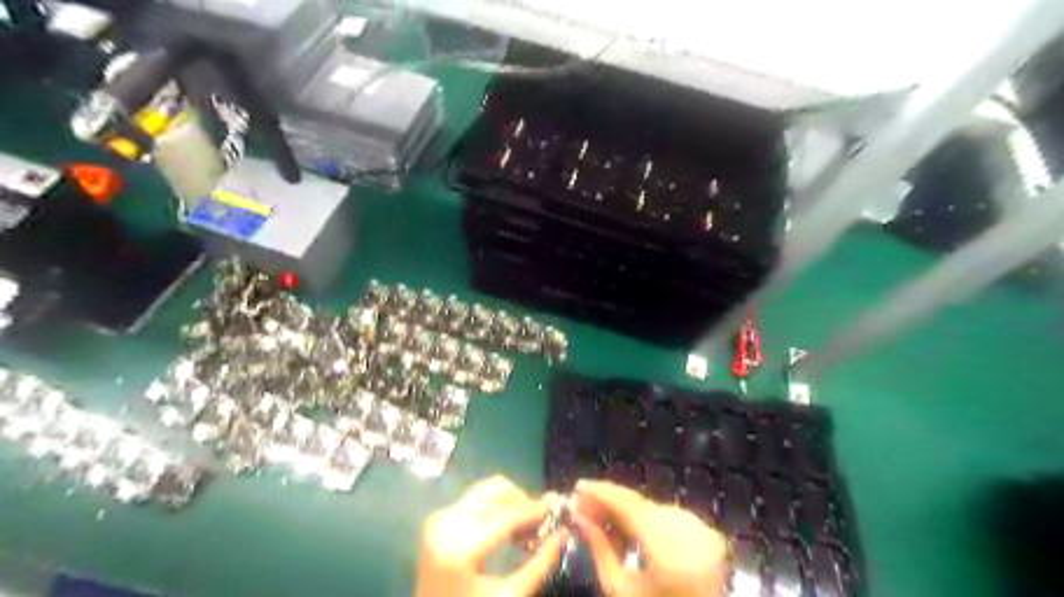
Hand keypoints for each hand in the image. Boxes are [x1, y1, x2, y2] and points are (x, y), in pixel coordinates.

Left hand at [412, 476, 568, 596]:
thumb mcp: (510, 595)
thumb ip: (539, 563)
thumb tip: (564, 533)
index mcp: (460, 547)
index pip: (506, 515)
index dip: (535, 509)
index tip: (556, 505)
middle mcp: (446, 523)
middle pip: (495, 490)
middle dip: (521, 501)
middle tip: (540, 520)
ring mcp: (439, 518)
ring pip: (486, 489)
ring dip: (509, 500)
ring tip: (523, 524)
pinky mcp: (437, 517)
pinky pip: (474, 498)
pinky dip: (494, 505)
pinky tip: (505, 525)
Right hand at [573, 481, 731, 595]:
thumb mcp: (620, 589)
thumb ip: (599, 548)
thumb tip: (578, 517)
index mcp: (668, 545)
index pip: (629, 505)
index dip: (601, 492)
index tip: (577, 487)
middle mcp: (689, 529)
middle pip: (641, 505)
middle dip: (609, 503)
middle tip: (582, 504)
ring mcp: (702, 530)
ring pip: (652, 509)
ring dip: (625, 513)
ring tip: (599, 522)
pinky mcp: (707, 534)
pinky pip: (668, 518)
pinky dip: (645, 522)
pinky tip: (626, 534)